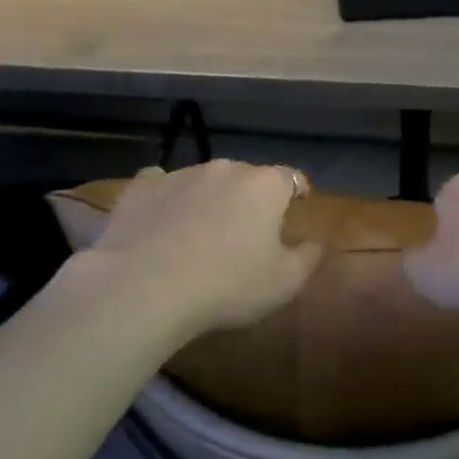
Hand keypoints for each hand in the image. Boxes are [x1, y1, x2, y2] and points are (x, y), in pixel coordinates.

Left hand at [85, 161, 322, 335]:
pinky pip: (161, 184)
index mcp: (265, 186)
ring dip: (209, 198)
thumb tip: (317, 242)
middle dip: (250, 198)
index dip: (297, 192)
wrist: (143, 289)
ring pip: (205, 180)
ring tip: (200, 232)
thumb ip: (308, 258)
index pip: (292, 178)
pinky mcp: (141, 187)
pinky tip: (161, 220)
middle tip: (246, 230)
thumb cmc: (227, 286)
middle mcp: (226, 168)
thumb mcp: (284, 283)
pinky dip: (167, 198)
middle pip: (247, 177)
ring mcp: (180, 174)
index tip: (296, 208)